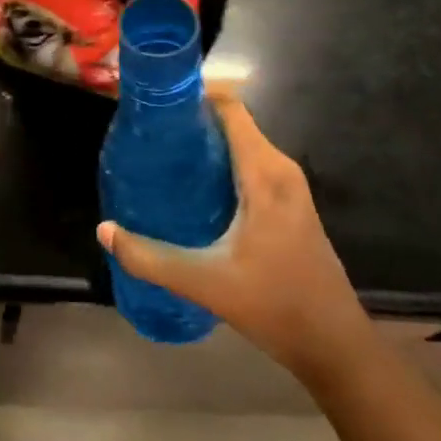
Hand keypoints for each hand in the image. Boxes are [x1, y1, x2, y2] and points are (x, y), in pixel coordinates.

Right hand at [98, 92, 363, 381]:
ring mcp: (288, 187)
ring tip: (161, 156)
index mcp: (264, 173)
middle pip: (232, 122)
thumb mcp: (205, 283)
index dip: (194, 94)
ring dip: (205, 143)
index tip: (156, 103)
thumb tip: (104, 231)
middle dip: (191, 120)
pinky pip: (249, 164)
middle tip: (148, 134)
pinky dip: (220, 162)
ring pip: (241, 144)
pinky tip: (191, 187)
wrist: (335, 345)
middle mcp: (279, 169)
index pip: (230, 107)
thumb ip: (151, 258)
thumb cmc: (275, 306)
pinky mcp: (288, 204)